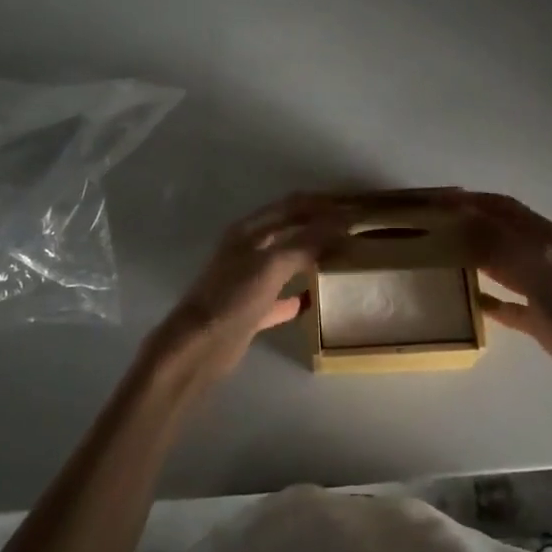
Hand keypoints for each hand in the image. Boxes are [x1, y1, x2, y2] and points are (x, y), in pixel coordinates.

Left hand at [145, 194, 347, 385]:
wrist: (199, 347)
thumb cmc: (234, 298)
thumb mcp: (272, 265)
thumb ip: (307, 241)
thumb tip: (343, 219)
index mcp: (250, 231)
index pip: (291, 205)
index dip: (321, 203)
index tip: (352, 204)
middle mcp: (248, 249)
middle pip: (290, 230)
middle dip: (319, 226)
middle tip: (353, 229)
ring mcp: (248, 279)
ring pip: (286, 261)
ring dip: (311, 256)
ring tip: (341, 258)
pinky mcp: (251, 309)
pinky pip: (280, 297)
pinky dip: (298, 295)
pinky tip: (315, 300)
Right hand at [446, 191, 551, 401]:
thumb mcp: (536, 263)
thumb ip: (499, 240)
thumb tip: (462, 216)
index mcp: (544, 237)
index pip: (503, 207)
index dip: (473, 199)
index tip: (439, 200)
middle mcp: (541, 256)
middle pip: (500, 233)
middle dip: (469, 226)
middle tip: (434, 228)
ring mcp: (541, 288)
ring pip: (501, 266)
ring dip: (475, 259)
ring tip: (443, 258)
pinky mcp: (539, 319)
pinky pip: (507, 305)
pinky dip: (488, 300)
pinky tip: (469, 301)